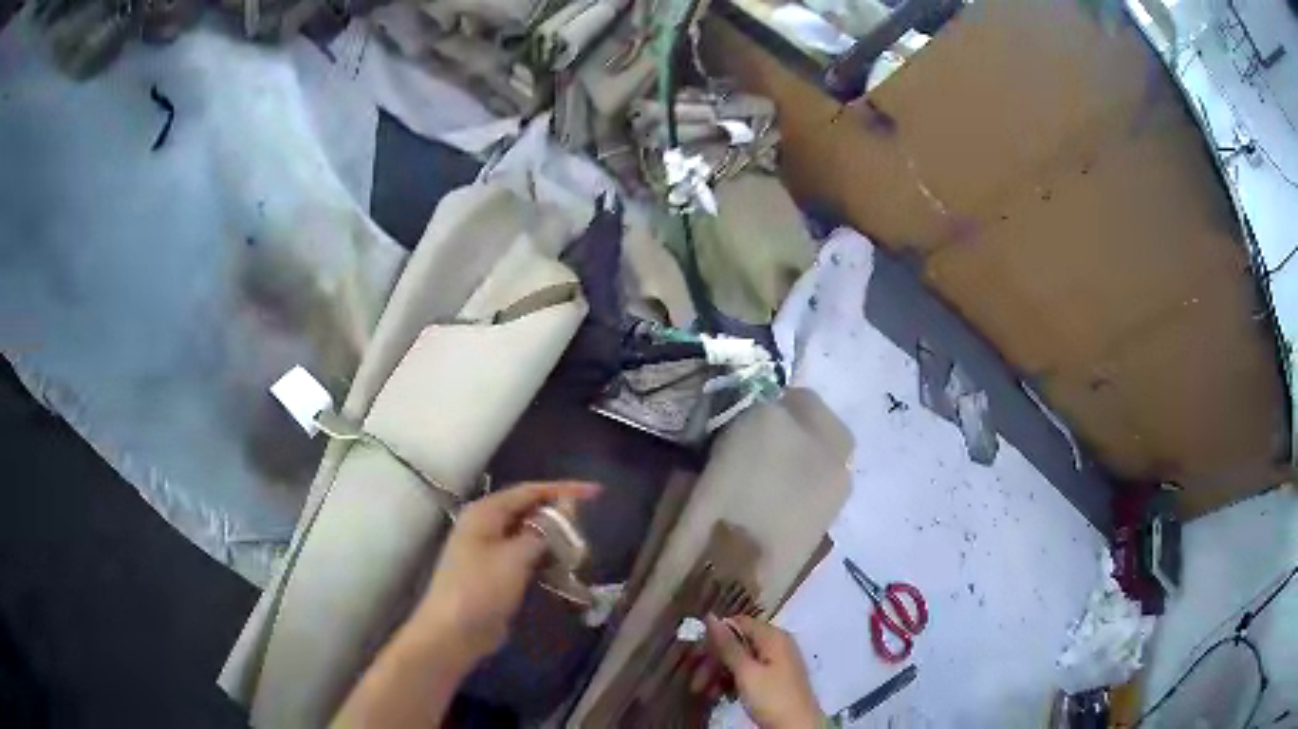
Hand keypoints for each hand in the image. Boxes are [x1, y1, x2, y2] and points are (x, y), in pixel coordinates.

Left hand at [407, 480, 599, 667]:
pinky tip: (563, 569)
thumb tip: (567, 508)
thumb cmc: (481, 589)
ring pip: (528, 536)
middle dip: (559, 517)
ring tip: (581, 549)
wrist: (453, 632)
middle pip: (529, 511)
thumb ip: (543, 531)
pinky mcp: (495, 573)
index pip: (530, 491)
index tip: (596, 493)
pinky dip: (544, 559)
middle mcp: (486, 526)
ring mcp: (488, 550)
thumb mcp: (515, 557)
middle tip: (590, 526)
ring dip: (554, 541)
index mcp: (485, 513)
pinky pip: (525, 557)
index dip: (564, 489)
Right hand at [698, 614, 823, 728]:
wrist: (797, 727)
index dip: (715, 637)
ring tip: (706, 694)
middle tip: (696, 683)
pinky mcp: (773, 680)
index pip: (738, 623)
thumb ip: (728, 646)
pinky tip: (722, 696)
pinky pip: (748, 674)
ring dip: (719, 675)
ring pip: (739, 661)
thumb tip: (710, 616)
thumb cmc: (772, 697)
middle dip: (714, 663)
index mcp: (773, 637)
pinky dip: (732, 683)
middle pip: (737, 644)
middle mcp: (775, 645)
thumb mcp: (746, 672)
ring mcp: (776, 663)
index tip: (695, 655)